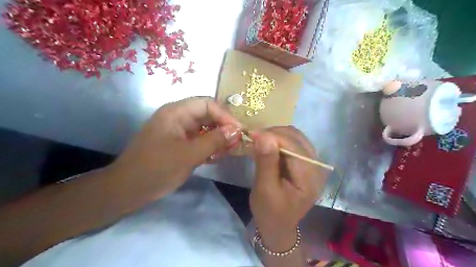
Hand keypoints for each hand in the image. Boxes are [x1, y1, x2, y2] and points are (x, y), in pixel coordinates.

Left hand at [112, 97, 242, 199]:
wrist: (128, 190)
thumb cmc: (156, 168)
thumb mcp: (188, 154)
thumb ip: (214, 141)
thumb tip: (237, 130)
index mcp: (176, 112)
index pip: (207, 104)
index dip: (225, 115)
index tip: (239, 130)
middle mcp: (178, 118)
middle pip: (208, 115)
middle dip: (224, 127)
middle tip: (238, 141)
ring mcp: (179, 132)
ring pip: (205, 129)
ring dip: (219, 138)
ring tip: (231, 149)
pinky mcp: (180, 144)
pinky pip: (200, 140)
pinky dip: (211, 146)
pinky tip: (219, 155)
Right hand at [249, 127, 327, 250]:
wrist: (278, 225)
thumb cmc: (270, 212)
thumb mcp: (265, 190)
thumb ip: (266, 163)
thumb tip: (263, 136)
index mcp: (309, 177)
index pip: (294, 146)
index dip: (273, 136)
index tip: (252, 135)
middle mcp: (316, 166)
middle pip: (297, 138)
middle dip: (274, 133)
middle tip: (254, 138)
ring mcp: (312, 163)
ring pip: (295, 137)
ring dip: (276, 135)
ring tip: (259, 141)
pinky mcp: (304, 162)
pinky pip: (293, 143)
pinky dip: (278, 140)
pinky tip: (267, 145)